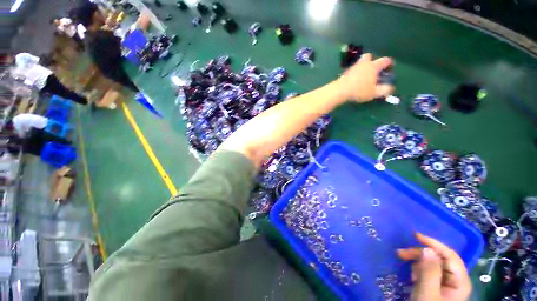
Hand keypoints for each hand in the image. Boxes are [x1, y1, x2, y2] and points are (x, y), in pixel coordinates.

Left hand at [337, 53, 393, 102]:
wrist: (341, 90)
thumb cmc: (359, 90)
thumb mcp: (374, 93)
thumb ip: (384, 90)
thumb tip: (390, 88)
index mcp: (373, 66)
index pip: (385, 60)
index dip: (389, 63)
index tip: (389, 68)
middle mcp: (364, 63)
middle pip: (369, 56)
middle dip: (372, 61)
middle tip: (373, 70)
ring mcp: (353, 67)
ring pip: (359, 63)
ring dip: (362, 67)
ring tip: (363, 76)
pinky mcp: (345, 72)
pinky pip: (353, 70)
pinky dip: (355, 73)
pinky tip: (354, 80)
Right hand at [397, 233, 471, 300]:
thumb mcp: (427, 293)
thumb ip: (430, 272)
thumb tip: (427, 249)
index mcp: (460, 281)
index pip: (450, 255)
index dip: (434, 243)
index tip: (415, 235)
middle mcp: (456, 279)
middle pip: (439, 258)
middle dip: (420, 254)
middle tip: (400, 254)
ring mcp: (447, 282)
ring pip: (432, 263)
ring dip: (418, 263)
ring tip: (408, 272)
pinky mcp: (438, 285)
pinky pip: (428, 271)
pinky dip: (419, 270)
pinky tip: (413, 277)